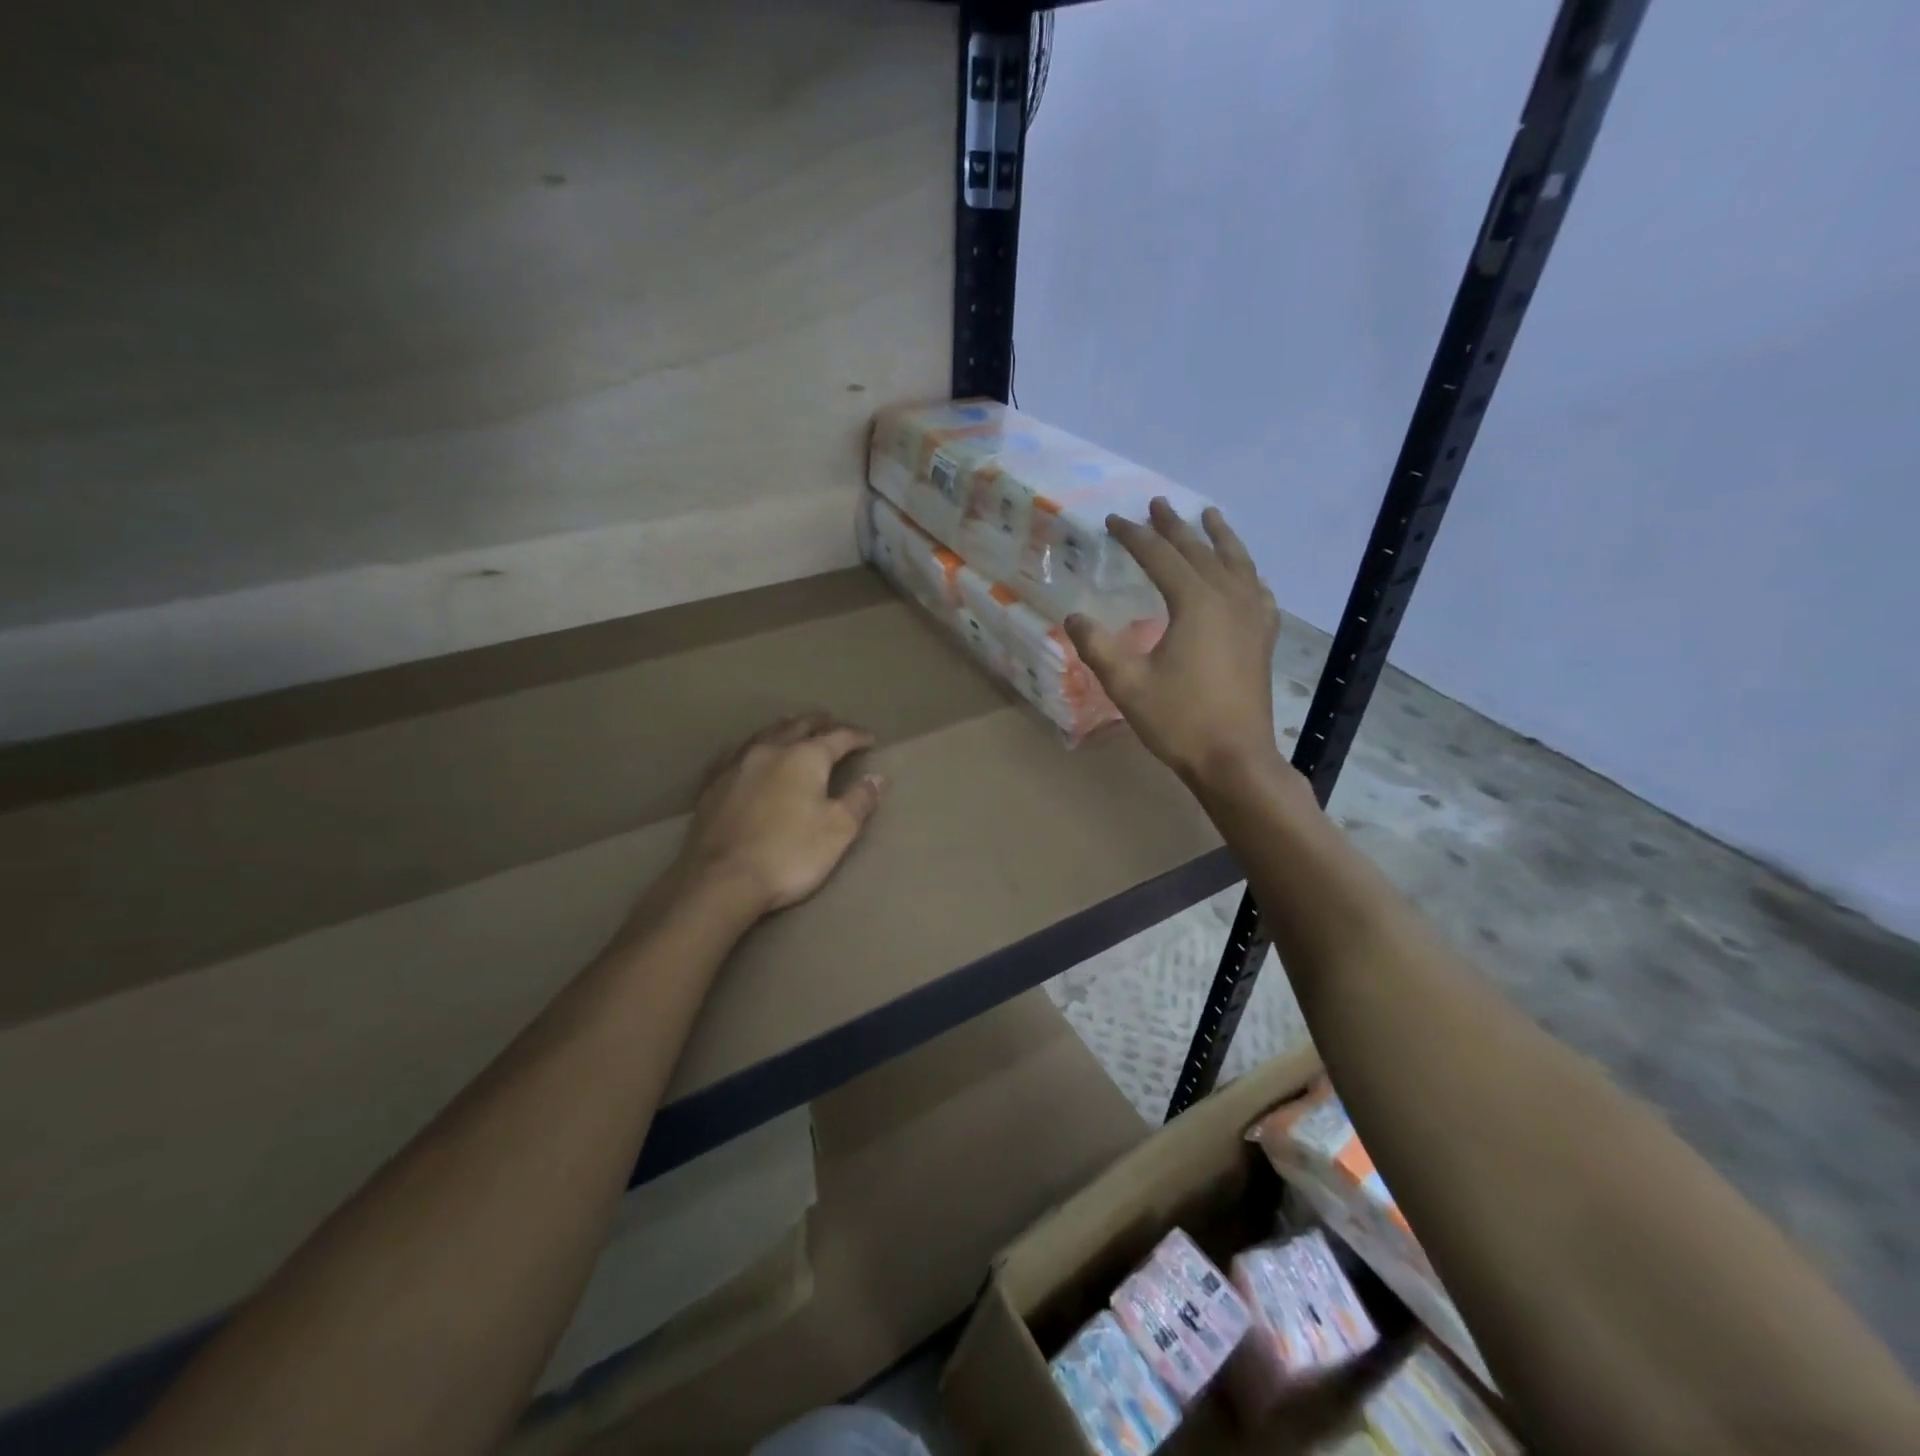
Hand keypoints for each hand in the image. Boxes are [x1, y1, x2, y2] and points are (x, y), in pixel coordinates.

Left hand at [676, 713, 887, 915]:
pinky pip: (736, 753)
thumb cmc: (789, 853)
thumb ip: (859, 800)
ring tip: (794, 724)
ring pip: (765, 734)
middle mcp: (770, 750)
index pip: (838, 737)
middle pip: (799, 726)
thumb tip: (877, 778)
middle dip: (819, 723)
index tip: (870, 739)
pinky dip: (751, 746)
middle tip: (832, 721)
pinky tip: (748, 751)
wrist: (722, 879)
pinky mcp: (713, 785)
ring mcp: (737, 765)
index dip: (856, 736)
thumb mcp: (838, 830)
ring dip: (785, 727)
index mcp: (805, 757)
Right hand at [1065, 500, 1282, 788]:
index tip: (1113, 520)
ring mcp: (1252, 616)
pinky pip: (1257, 590)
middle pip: (1199, 551)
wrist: (1234, 758)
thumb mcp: (1127, 684)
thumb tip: (1074, 618)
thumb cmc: (1179, 721)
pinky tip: (1244, 574)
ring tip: (1208, 516)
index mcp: (1196, 603)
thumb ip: (1098, 646)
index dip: (1134, 536)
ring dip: (1218, 537)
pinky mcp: (1263, 637)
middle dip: (1174, 527)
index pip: (1160, 556)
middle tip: (1157, 504)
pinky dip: (1246, 572)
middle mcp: (1228, 598)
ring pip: (1236, 562)